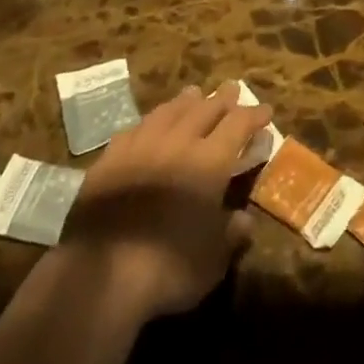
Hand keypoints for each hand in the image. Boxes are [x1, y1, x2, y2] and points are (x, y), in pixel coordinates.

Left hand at [60, 82, 271, 324]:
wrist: (98, 275)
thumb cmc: (166, 269)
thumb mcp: (212, 262)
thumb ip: (230, 236)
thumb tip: (245, 221)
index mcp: (209, 162)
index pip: (238, 125)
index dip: (253, 115)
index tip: (265, 110)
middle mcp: (177, 143)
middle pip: (204, 109)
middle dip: (221, 98)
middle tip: (232, 89)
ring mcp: (140, 146)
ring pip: (168, 111)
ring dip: (185, 101)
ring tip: (194, 93)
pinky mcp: (109, 159)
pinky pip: (135, 129)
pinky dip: (150, 122)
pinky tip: (149, 124)